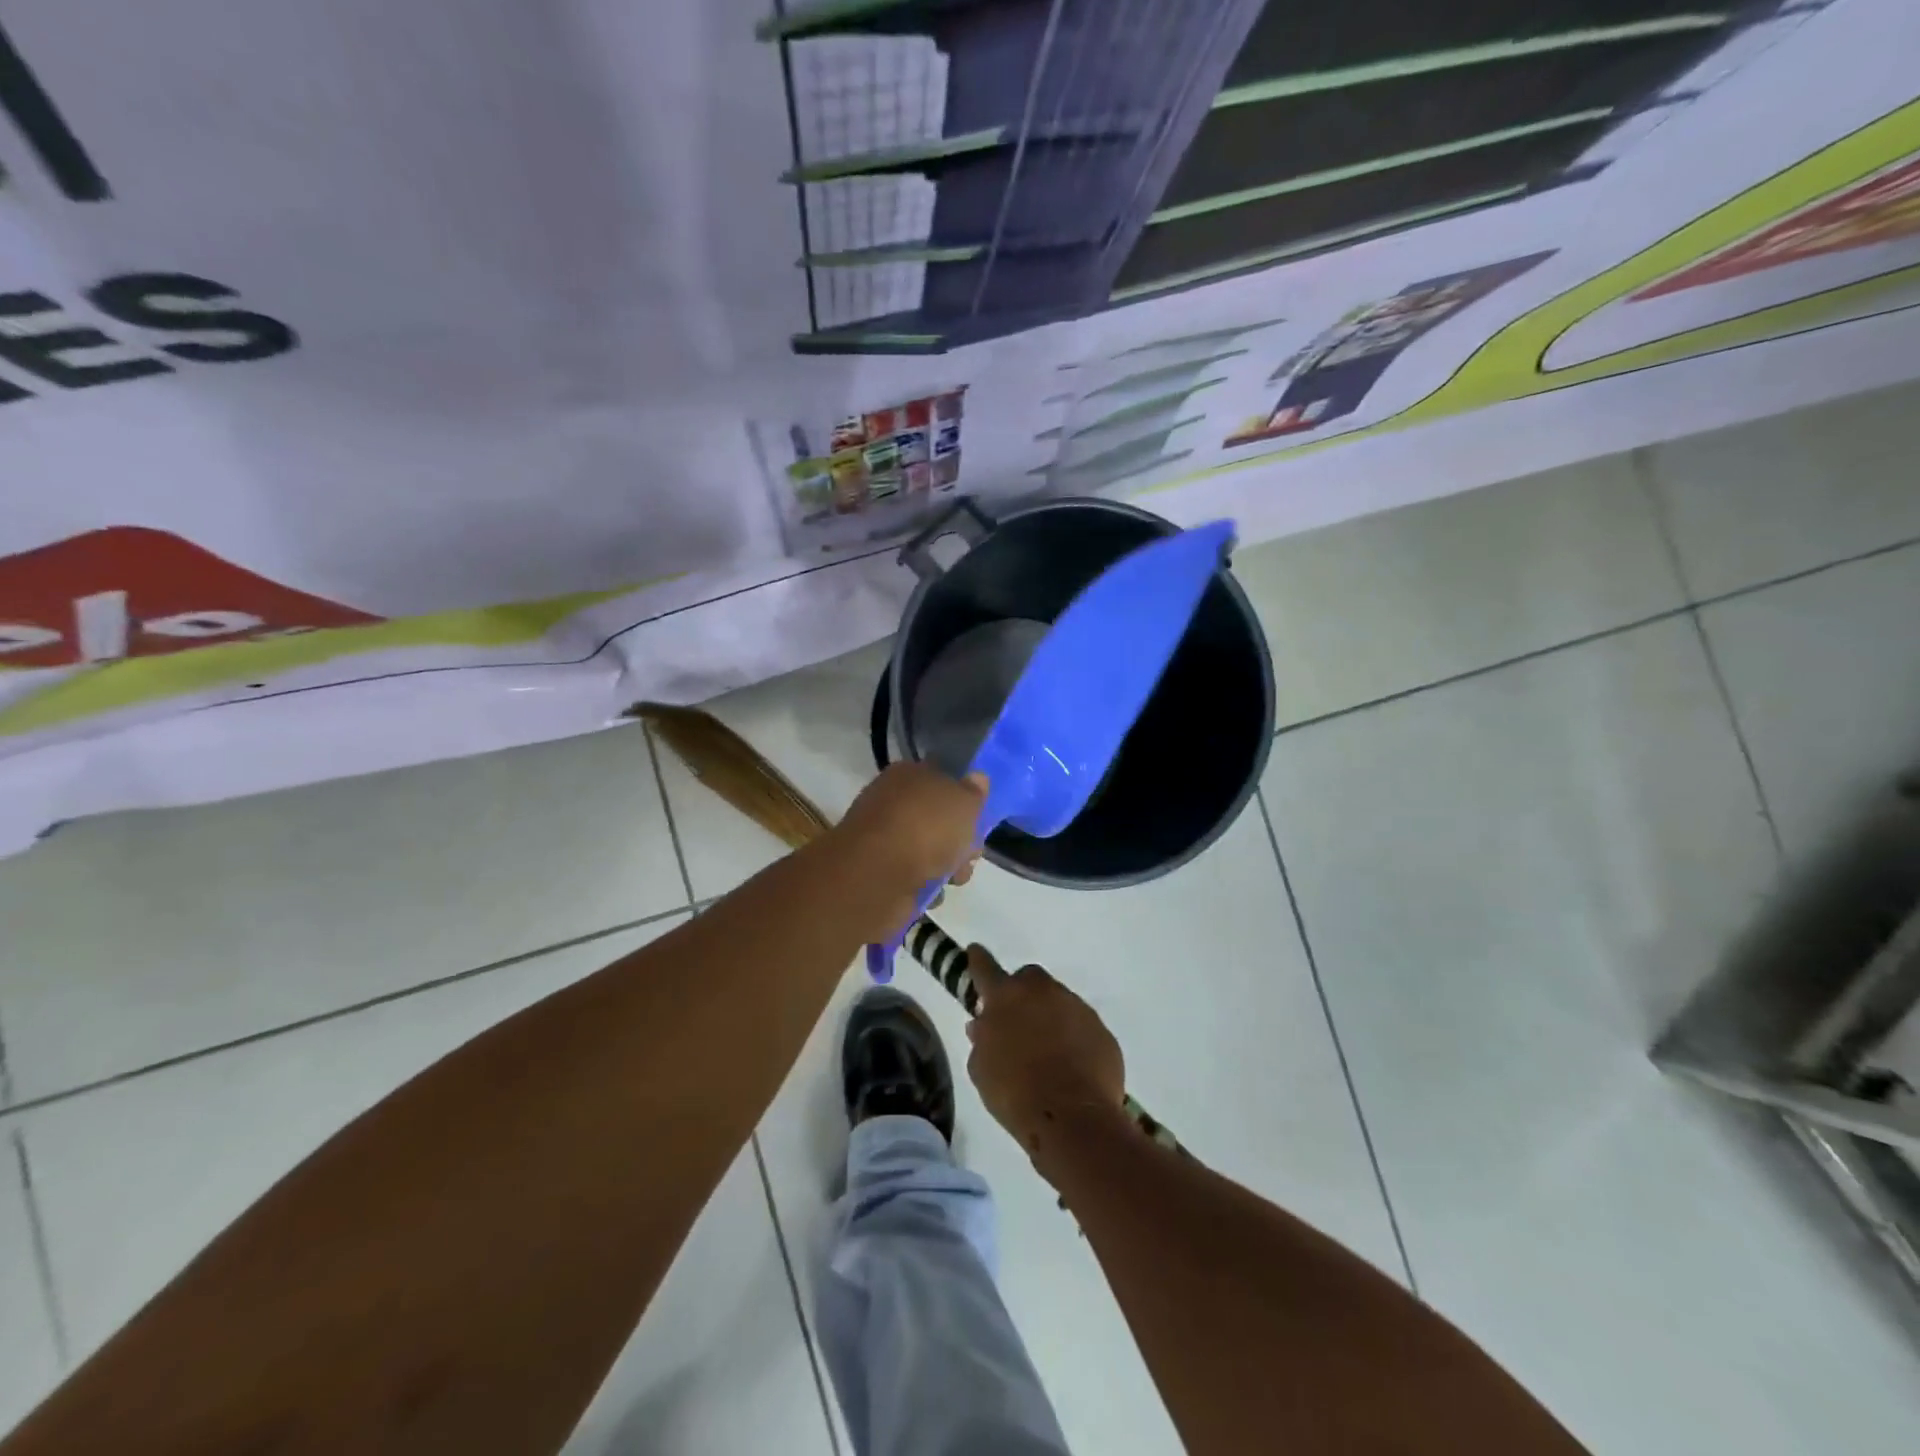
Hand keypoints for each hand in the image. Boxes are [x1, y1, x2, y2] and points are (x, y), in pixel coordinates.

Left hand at [830, 764, 985, 934]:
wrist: (877, 876)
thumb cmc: (926, 828)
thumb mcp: (964, 802)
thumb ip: (974, 792)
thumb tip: (977, 778)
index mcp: (908, 774)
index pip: (941, 777)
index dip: (963, 798)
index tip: (978, 818)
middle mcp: (892, 801)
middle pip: (937, 818)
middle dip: (960, 839)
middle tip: (970, 854)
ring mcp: (883, 837)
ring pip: (928, 849)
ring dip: (947, 866)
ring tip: (954, 878)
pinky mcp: (878, 871)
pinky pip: (913, 876)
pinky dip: (925, 885)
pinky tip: (931, 892)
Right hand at [964, 946, 1126, 1159]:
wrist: (1072, 1117)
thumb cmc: (1014, 1093)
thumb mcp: (981, 1069)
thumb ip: (981, 1040)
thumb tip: (983, 1024)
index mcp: (1005, 996)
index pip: (985, 968)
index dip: (978, 960)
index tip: (975, 951)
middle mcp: (1042, 991)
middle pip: (1029, 979)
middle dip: (1022, 994)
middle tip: (1018, 1023)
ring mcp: (1076, 1007)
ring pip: (1058, 1002)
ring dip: (1050, 1018)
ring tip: (1047, 1053)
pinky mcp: (1101, 1030)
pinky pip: (1081, 1027)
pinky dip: (1074, 1039)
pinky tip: (1071, 1067)